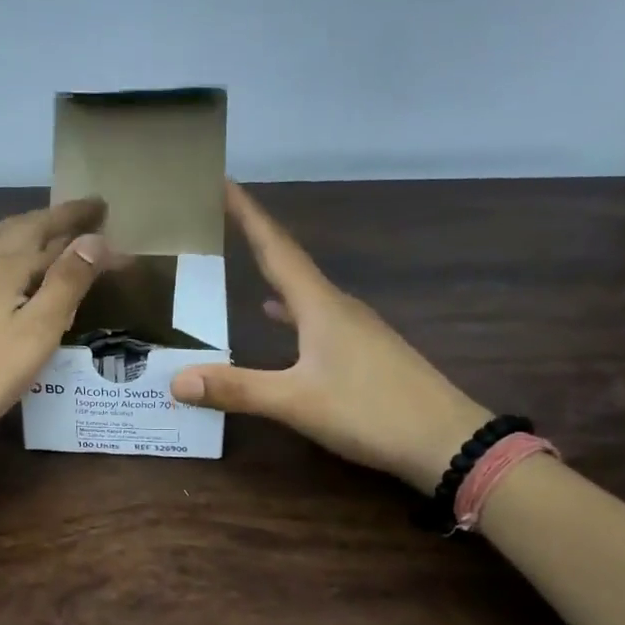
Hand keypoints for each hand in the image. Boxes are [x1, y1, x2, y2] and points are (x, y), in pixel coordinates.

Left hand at [0, 197, 109, 467]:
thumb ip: (68, 281)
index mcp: (5, 264)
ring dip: (26, 226)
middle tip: (86, 213)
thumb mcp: (40, 329)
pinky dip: (4, 244)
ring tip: (48, 228)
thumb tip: (95, 239)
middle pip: (22, 227)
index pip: (51, 232)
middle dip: (55, 218)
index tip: (107, 208)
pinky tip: (4, 262)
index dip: (80, 221)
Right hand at [171, 183, 491, 490]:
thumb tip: (176, 379)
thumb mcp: (296, 402)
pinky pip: (316, 315)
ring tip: (243, 261)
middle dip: (255, 237)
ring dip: (273, 271)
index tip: (223, 181)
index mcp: (320, 306)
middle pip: (290, 261)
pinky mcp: (366, 351)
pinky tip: (278, 318)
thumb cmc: (371, 411)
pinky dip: (290, 309)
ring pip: (304, 290)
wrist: (449, 442)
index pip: (276, 248)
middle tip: (223, 217)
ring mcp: (356, 328)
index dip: (248, 214)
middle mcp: (338, 307)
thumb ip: (236, 388)